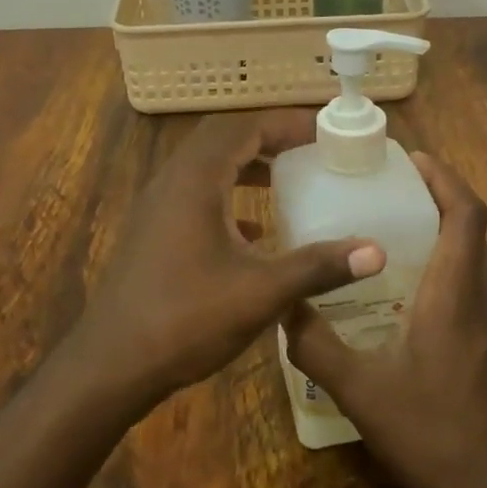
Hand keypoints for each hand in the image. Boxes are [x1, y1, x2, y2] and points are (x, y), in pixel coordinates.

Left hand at [71, 109, 385, 407]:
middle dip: (268, 135)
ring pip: (206, 164)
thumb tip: (375, 251)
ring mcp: (157, 205)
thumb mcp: (260, 293)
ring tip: (287, 175)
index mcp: (196, 180)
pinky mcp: (153, 230)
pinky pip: (195, 192)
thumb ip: (317, 267)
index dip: (287, 123)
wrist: (112, 364)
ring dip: (246, 161)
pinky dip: (227, 192)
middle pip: (223, 136)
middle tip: (310, 147)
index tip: (325, 131)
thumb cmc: (186, 319)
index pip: (245, 127)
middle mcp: (173, 181)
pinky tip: (252, 227)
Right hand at [281, 153, 486, 487]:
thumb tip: (284, 308)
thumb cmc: (433, 432)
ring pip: (477, 260)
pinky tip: (415, 301)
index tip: (412, 160)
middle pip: (472, 229)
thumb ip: (317, 345)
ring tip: (396, 237)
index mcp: (457, 291)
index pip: (466, 212)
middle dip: (438, 200)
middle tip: (391, 194)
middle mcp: (486, 297)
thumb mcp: (361, 390)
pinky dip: (452, 271)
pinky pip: (478, 289)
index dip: (444, 177)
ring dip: (445, 236)